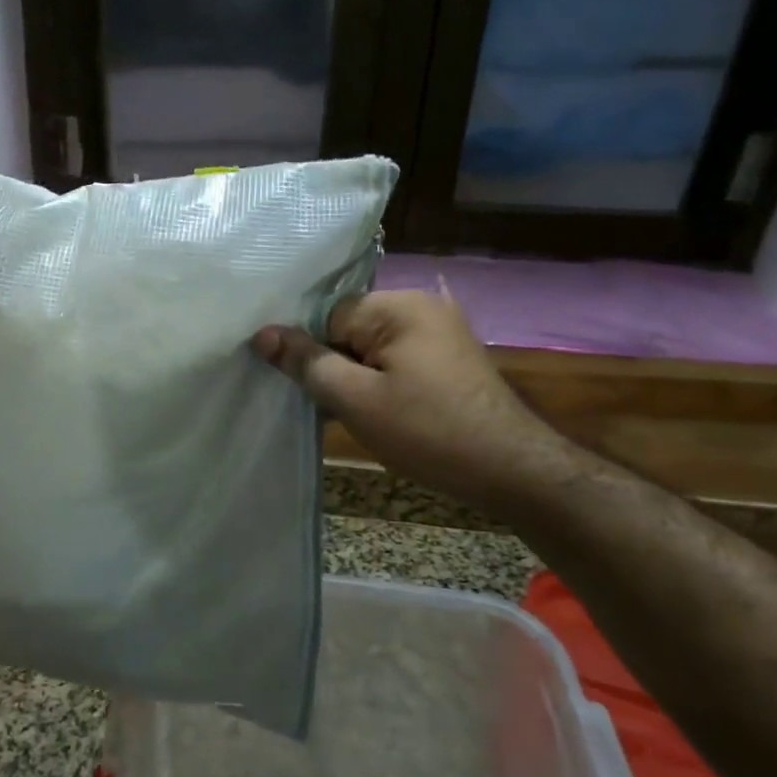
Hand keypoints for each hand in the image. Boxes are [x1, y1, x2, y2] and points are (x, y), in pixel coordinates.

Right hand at [253, 291, 571, 512]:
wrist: (515, 471)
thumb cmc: (429, 432)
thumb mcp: (356, 400)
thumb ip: (307, 363)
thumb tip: (262, 333)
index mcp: (398, 305)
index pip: (326, 316)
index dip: (311, 352)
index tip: (305, 388)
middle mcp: (420, 306)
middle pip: (347, 328)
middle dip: (333, 365)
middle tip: (329, 407)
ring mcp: (438, 330)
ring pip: (369, 347)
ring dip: (355, 377)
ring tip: (355, 415)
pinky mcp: (448, 357)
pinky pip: (395, 359)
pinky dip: (380, 382)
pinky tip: (380, 413)